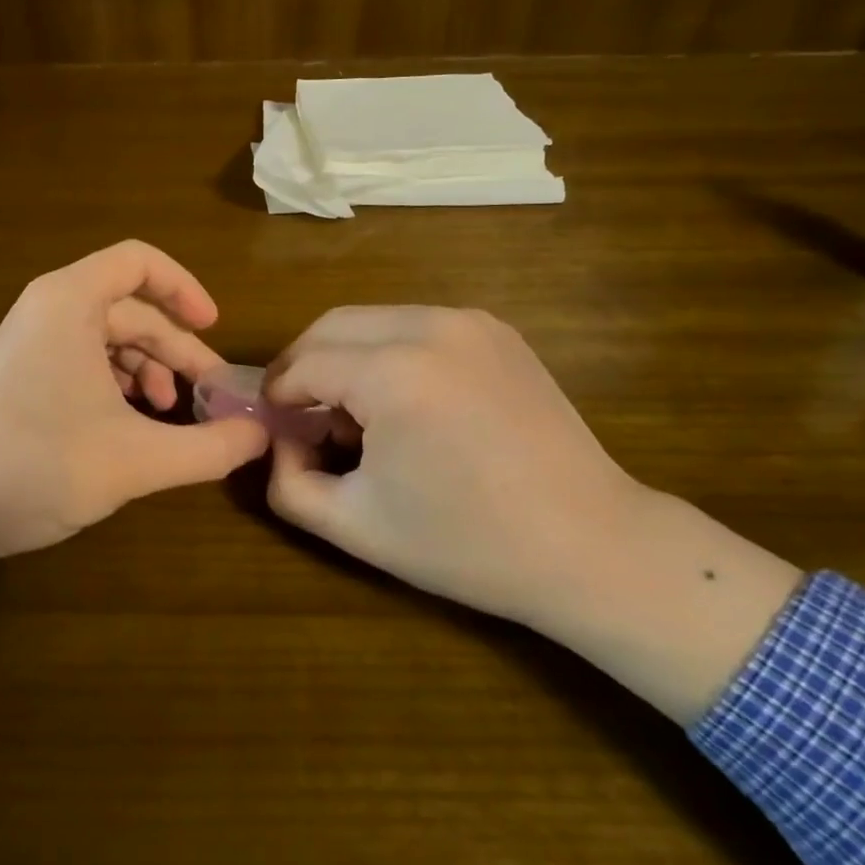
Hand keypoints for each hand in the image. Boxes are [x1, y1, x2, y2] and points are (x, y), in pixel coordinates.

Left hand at [0, 241, 269, 621]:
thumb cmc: (38, 467)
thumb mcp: (137, 460)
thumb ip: (209, 447)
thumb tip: (261, 436)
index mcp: (69, 302)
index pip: (139, 261)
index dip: (184, 288)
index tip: (215, 328)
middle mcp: (48, 308)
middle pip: (131, 308)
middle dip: (176, 349)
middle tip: (209, 395)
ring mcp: (30, 340)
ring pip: (109, 337)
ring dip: (149, 370)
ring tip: (169, 415)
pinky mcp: (21, 372)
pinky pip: (84, 358)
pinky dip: (118, 383)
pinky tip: (133, 423)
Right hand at [264, 306, 645, 627]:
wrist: (591, 545)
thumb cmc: (467, 544)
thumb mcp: (355, 525)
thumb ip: (288, 481)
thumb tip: (279, 441)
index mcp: (393, 373)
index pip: (302, 365)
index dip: (276, 397)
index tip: (273, 429)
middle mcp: (429, 327)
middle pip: (330, 326)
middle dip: (302, 365)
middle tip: (299, 414)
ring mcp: (469, 321)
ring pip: (371, 320)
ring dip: (344, 356)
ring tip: (351, 411)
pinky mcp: (496, 330)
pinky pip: (414, 325)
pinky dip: (388, 351)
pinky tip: (402, 401)